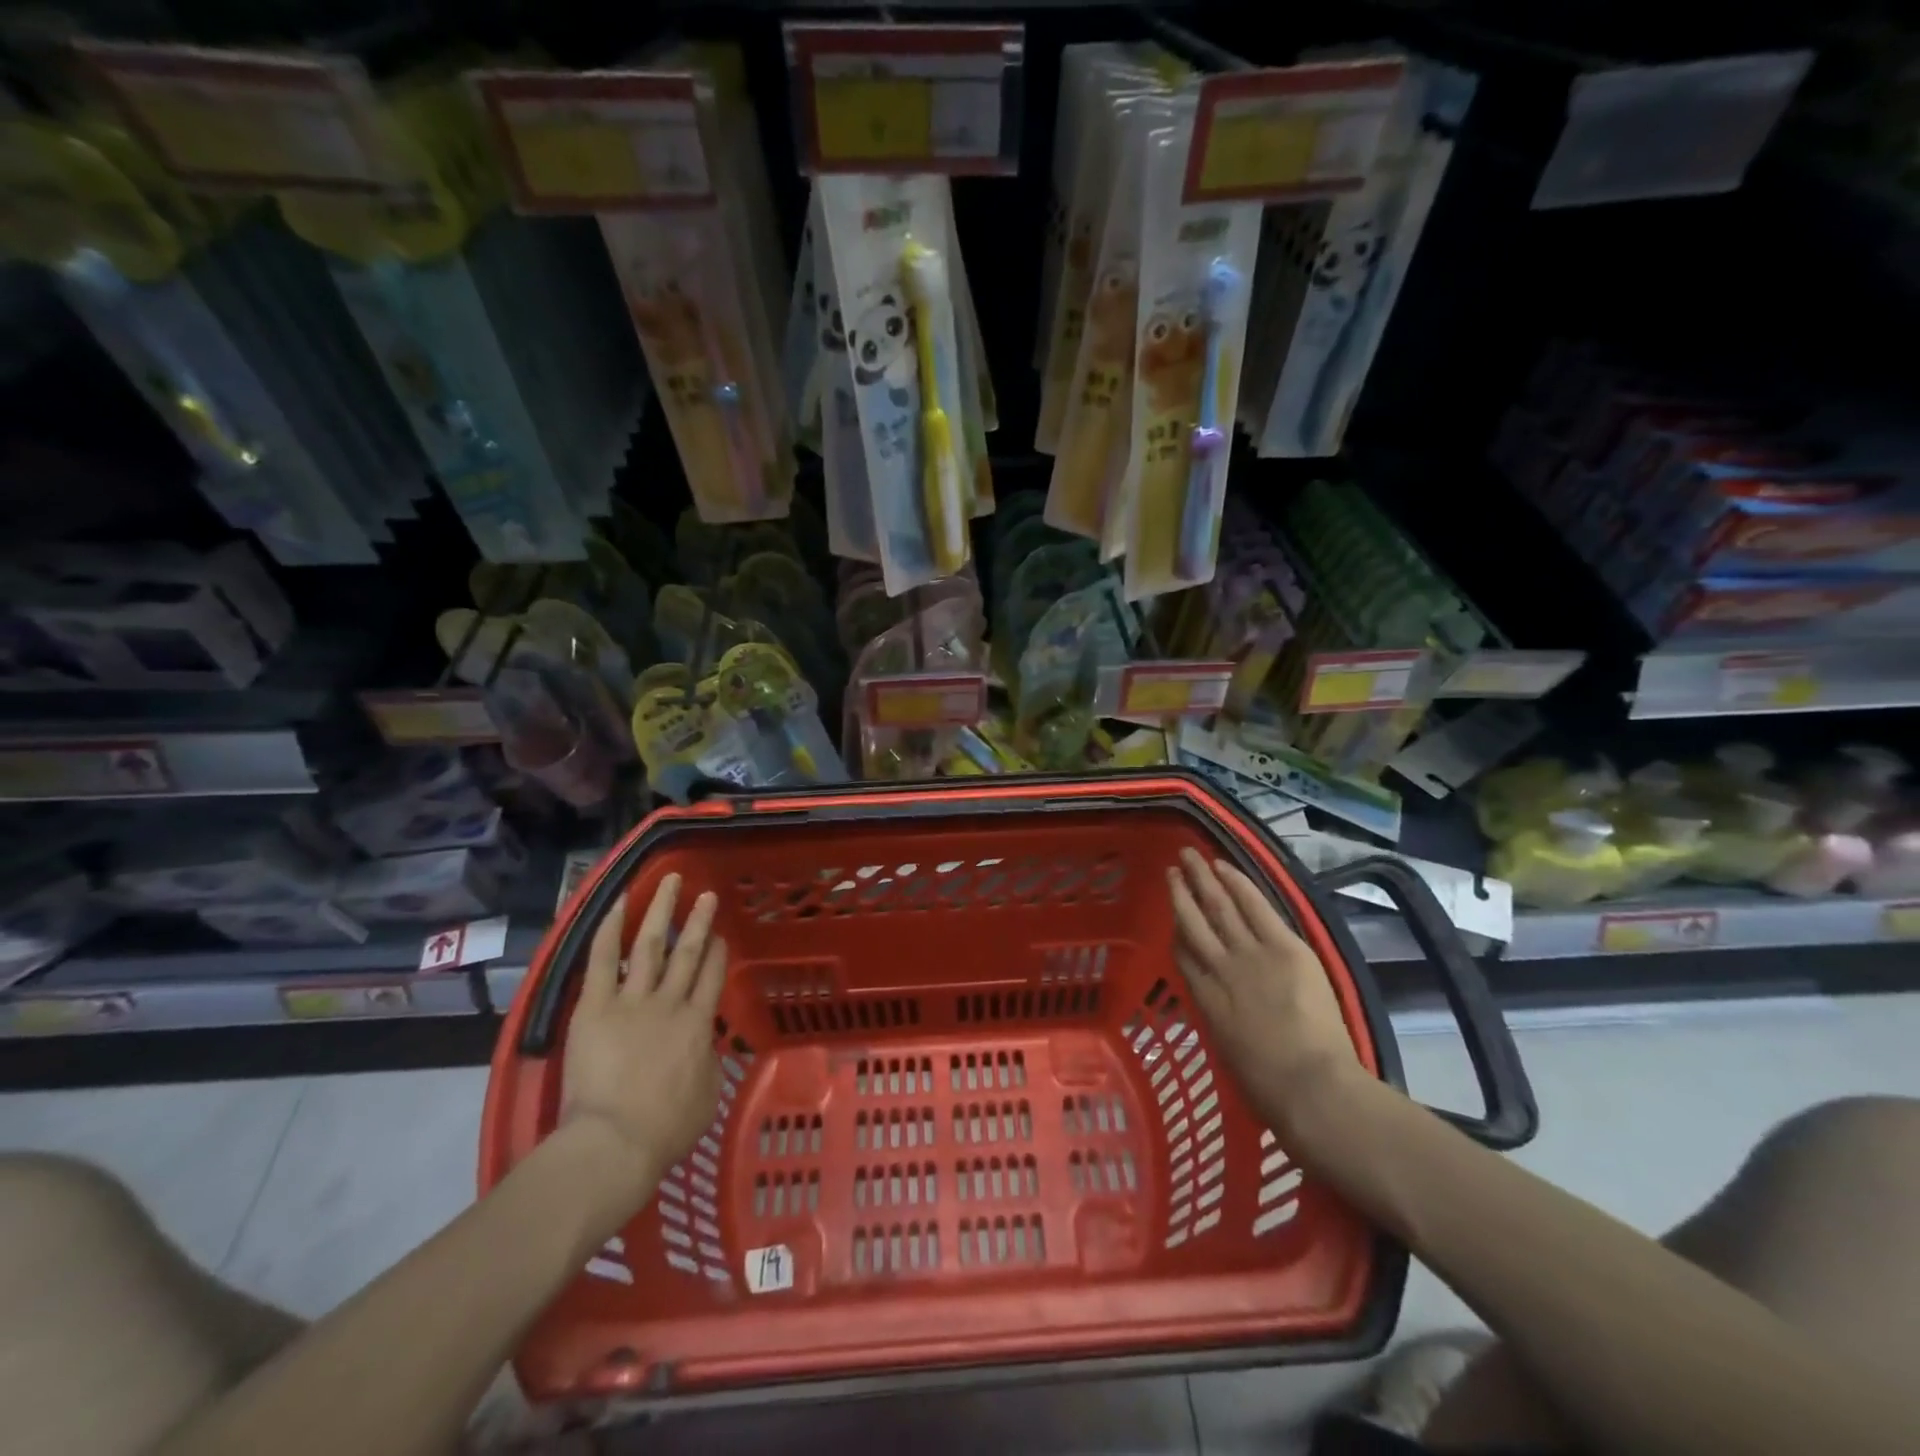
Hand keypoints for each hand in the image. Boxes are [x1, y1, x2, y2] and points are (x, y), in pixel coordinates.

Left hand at [560, 874, 725, 1205]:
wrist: (614, 1141)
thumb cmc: (665, 1129)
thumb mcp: (707, 1095)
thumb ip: (708, 1062)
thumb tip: (704, 1046)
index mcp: (698, 1024)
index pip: (712, 976)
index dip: (718, 952)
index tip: (720, 934)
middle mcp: (670, 1002)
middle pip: (688, 951)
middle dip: (698, 920)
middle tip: (706, 894)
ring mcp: (631, 1001)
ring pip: (650, 945)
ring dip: (661, 910)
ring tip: (670, 882)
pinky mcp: (594, 1007)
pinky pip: (603, 960)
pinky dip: (609, 930)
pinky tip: (618, 904)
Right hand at [1169, 849, 1363, 1142]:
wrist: (1309, 1086)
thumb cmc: (1270, 1088)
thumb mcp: (1229, 1054)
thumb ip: (1222, 1022)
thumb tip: (1225, 1010)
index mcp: (1204, 1000)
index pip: (1183, 955)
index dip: (1176, 931)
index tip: (1173, 916)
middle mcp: (1218, 969)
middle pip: (1192, 921)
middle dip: (1180, 893)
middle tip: (1171, 868)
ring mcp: (1249, 954)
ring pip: (1218, 906)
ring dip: (1202, 878)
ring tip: (1189, 857)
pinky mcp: (1282, 946)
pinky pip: (1255, 906)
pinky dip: (1237, 883)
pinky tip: (1224, 866)